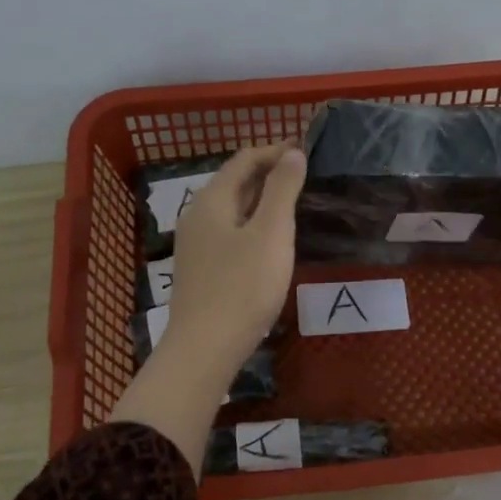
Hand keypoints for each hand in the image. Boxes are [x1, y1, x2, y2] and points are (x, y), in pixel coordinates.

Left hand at [163, 142, 305, 378]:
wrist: (205, 348)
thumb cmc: (242, 287)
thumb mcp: (271, 234)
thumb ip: (282, 190)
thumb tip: (292, 153)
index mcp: (212, 200)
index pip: (243, 160)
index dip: (275, 151)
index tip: (305, 150)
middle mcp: (197, 216)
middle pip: (234, 182)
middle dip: (268, 174)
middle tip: (303, 176)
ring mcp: (195, 245)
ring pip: (231, 209)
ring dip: (260, 200)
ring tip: (292, 205)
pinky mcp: (200, 269)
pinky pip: (228, 232)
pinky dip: (251, 224)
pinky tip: (268, 242)